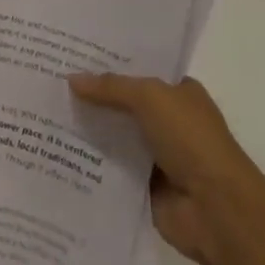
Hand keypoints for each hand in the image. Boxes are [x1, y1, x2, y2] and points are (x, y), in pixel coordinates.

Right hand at [68, 72, 264, 264]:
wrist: (217, 209)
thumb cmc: (191, 139)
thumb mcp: (150, 98)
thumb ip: (111, 88)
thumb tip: (72, 79)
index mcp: (179, 92)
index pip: (140, 71)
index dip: (111, 63)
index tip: (74, 55)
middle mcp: (168, 121)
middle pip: (125, 104)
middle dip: (95, 97)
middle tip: (52, 82)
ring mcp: (157, 156)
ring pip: (116, 137)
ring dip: (90, 132)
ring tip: (47, 115)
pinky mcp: (144, 189)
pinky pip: (112, 171)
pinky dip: (92, 165)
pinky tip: (58, 154)